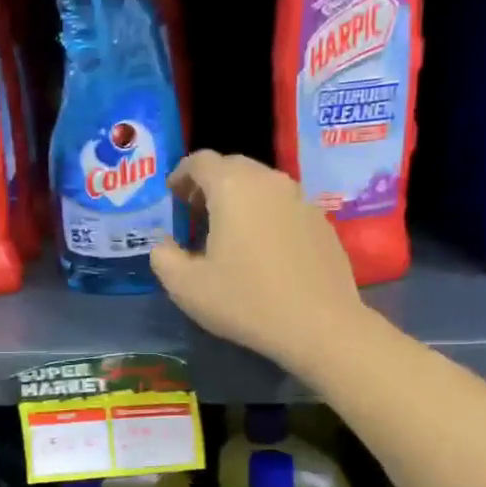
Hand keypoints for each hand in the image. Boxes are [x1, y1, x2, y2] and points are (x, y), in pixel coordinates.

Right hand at [150, 151, 364, 378]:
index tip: (172, 196)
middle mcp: (270, 182)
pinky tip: (263, 251)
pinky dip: (266, 217)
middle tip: (195, 213)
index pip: (201, 161)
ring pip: (262, 186)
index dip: (181, 174)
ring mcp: (301, 200)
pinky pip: (285, 207)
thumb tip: (164, 244)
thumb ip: (163, 256)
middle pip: (233, 167)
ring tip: (227, 233)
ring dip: (239, 200)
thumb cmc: (245, 301)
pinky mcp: (322, 223)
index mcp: (233, 187)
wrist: (319, 325)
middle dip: (209, 185)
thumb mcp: (186, 286)